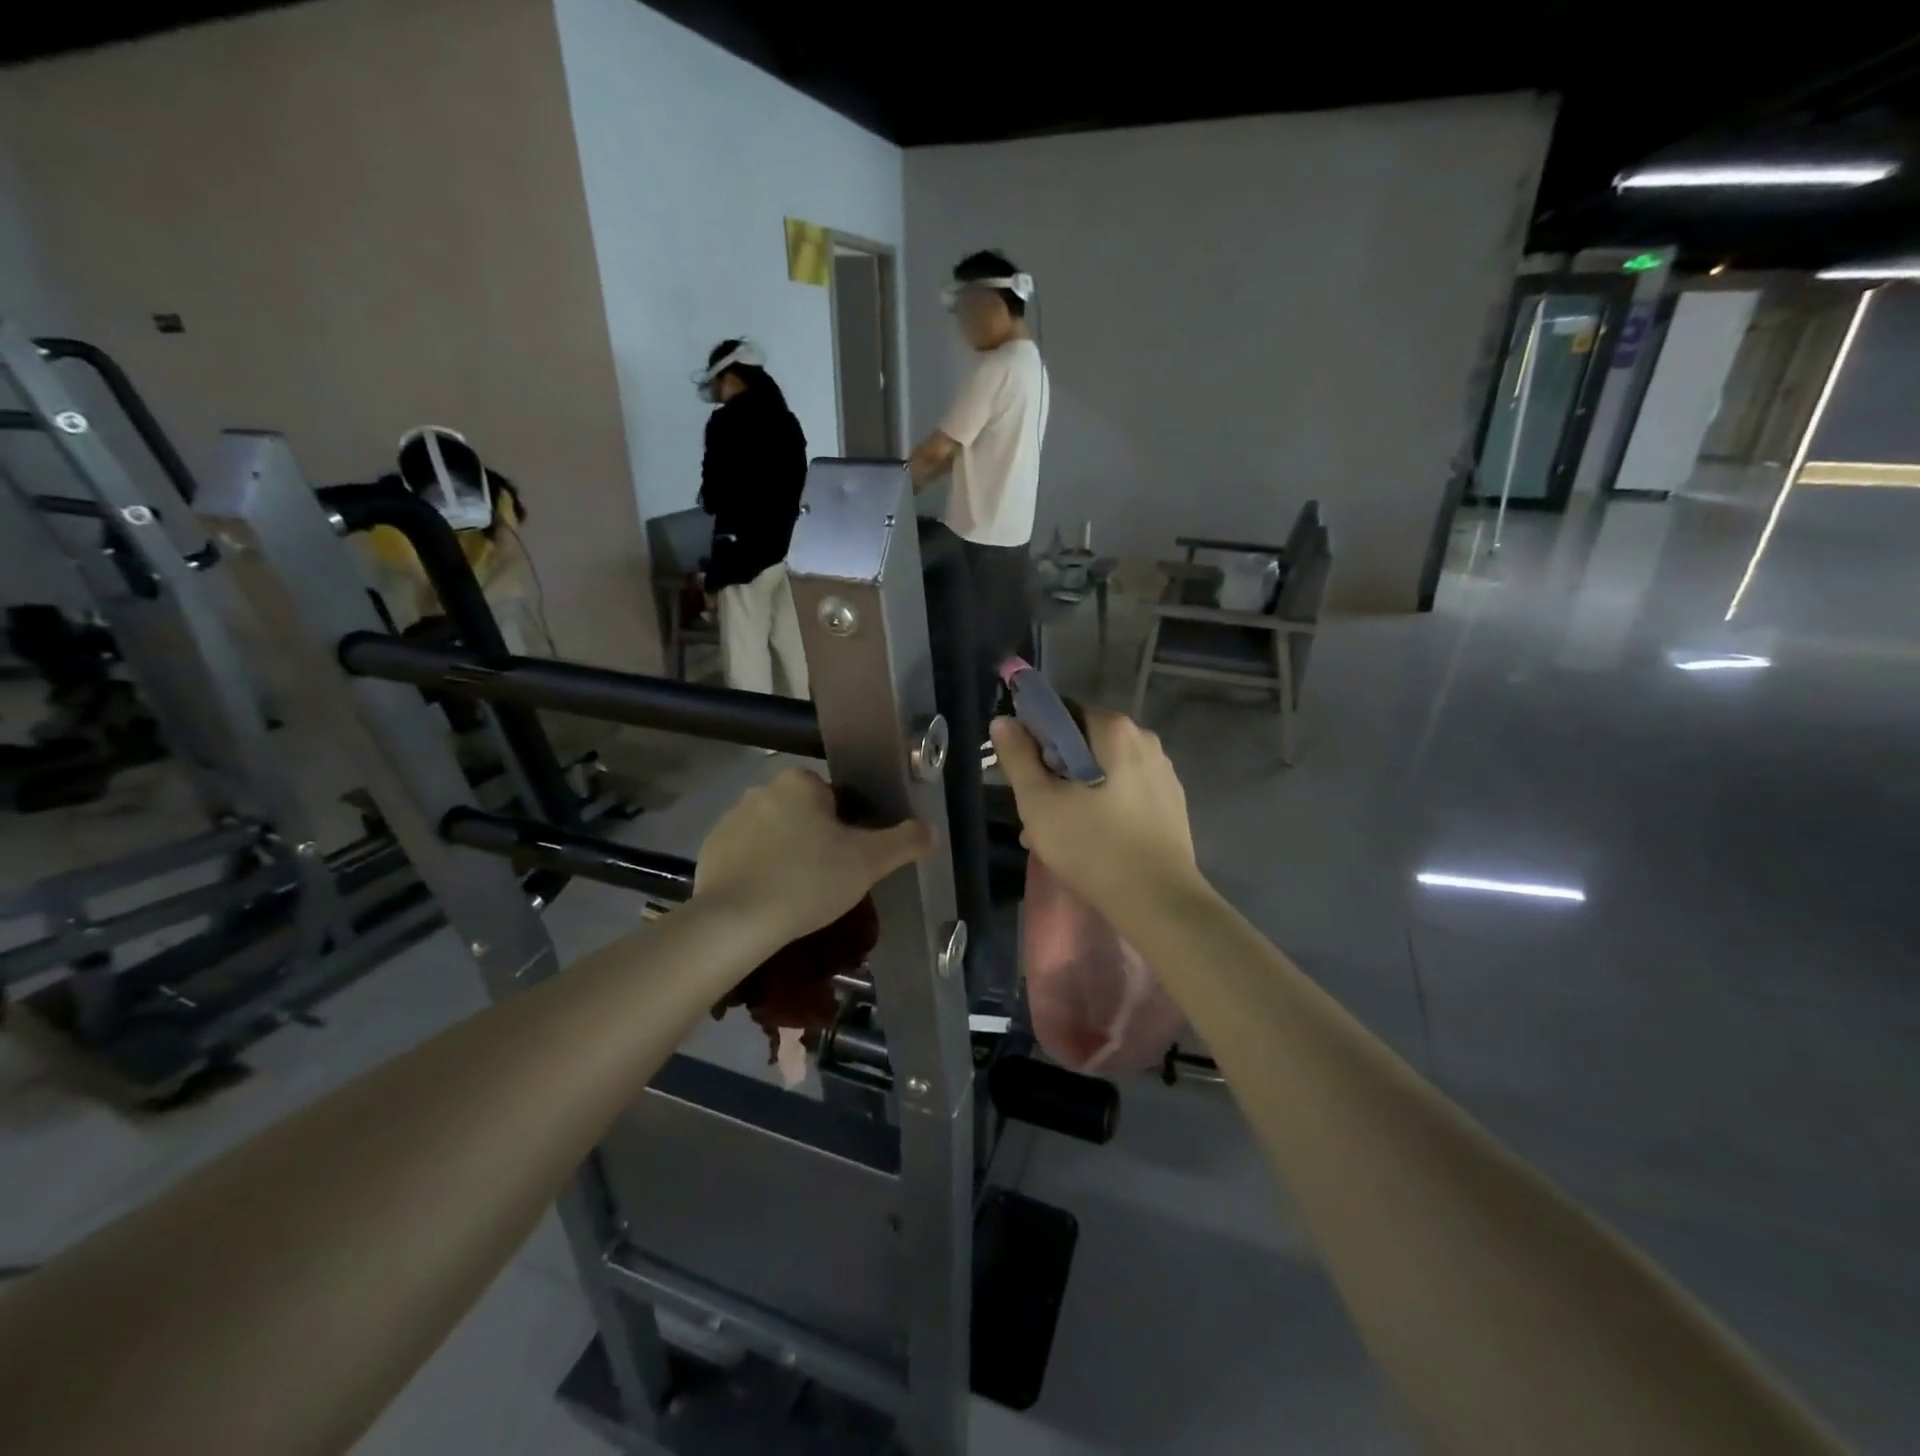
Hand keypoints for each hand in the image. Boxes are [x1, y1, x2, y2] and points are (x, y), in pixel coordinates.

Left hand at [692, 770, 931, 942]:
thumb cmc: (808, 880)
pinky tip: (768, 901)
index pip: (835, 798)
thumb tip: (931, 830)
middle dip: (816, 841)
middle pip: (804, 814)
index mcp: (799, 781)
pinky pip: (746, 856)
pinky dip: (758, 872)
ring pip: (774, 835)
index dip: (849, 829)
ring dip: (787, 855)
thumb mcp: (868, 862)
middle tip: (829, 880)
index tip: (850, 860)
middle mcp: (761, 789)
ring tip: (798, 895)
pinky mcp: (710, 851)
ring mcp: (730, 819)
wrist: (735, 922)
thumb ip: (904, 841)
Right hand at [990, 710, 1200, 917]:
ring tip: (1055, 835)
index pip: (1062, 713)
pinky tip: (1088, 841)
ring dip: (1075, 793)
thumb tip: (1003, 721)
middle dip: (1054, 772)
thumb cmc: (1092, 846)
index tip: (1023, 775)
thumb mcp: (1039, 802)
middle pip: (1083, 744)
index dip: (1034, 738)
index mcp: (1115, 729)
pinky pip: (1125, 793)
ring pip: (1103, 772)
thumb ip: (1017, 757)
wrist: (1159, 902)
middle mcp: (1145, 740)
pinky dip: (1102, 807)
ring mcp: (1163, 773)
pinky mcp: (1171, 804)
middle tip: (1035, 812)